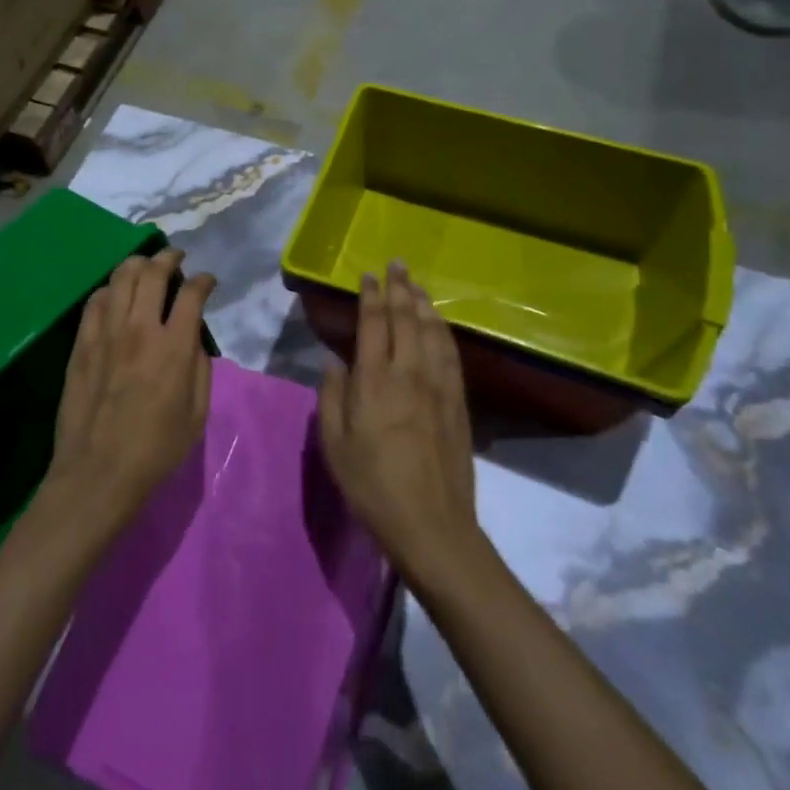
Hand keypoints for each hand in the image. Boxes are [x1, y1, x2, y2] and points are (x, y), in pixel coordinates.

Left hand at [39, 247, 216, 538]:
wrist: (98, 473)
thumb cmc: (156, 449)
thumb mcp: (197, 413)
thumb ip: (199, 366)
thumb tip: (192, 337)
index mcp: (173, 347)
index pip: (191, 292)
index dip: (203, 280)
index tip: (207, 281)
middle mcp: (139, 328)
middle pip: (152, 272)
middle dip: (169, 257)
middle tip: (176, 259)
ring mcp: (106, 332)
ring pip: (120, 277)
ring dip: (138, 264)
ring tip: (146, 267)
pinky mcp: (81, 343)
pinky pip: (95, 300)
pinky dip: (110, 289)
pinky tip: (116, 296)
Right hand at [320, 262, 480, 582]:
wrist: (432, 525)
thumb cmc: (372, 487)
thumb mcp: (335, 445)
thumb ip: (331, 397)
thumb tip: (334, 361)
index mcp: (374, 381)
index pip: (373, 324)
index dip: (371, 296)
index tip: (368, 275)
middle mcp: (409, 373)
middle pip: (406, 319)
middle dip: (399, 288)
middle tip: (397, 263)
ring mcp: (439, 386)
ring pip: (432, 331)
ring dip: (423, 302)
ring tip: (416, 283)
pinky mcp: (458, 402)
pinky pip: (451, 354)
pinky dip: (443, 330)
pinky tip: (439, 323)